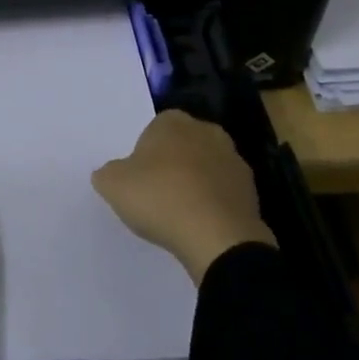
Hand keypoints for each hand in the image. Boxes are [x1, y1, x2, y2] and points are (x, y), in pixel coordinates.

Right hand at [92, 111, 275, 283]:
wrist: (218, 237)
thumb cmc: (161, 198)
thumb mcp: (113, 185)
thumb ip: (107, 173)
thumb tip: (111, 173)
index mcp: (173, 121)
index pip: (154, 129)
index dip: (144, 154)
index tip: (138, 179)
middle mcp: (207, 131)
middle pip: (182, 145)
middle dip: (172, 164)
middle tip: (157, 195)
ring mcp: (234, 160)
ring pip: (205, 168)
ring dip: (195, 184)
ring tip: (180, 215)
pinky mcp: (251, 190)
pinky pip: (224, 193)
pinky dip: (213, 204)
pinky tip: (201, 226)